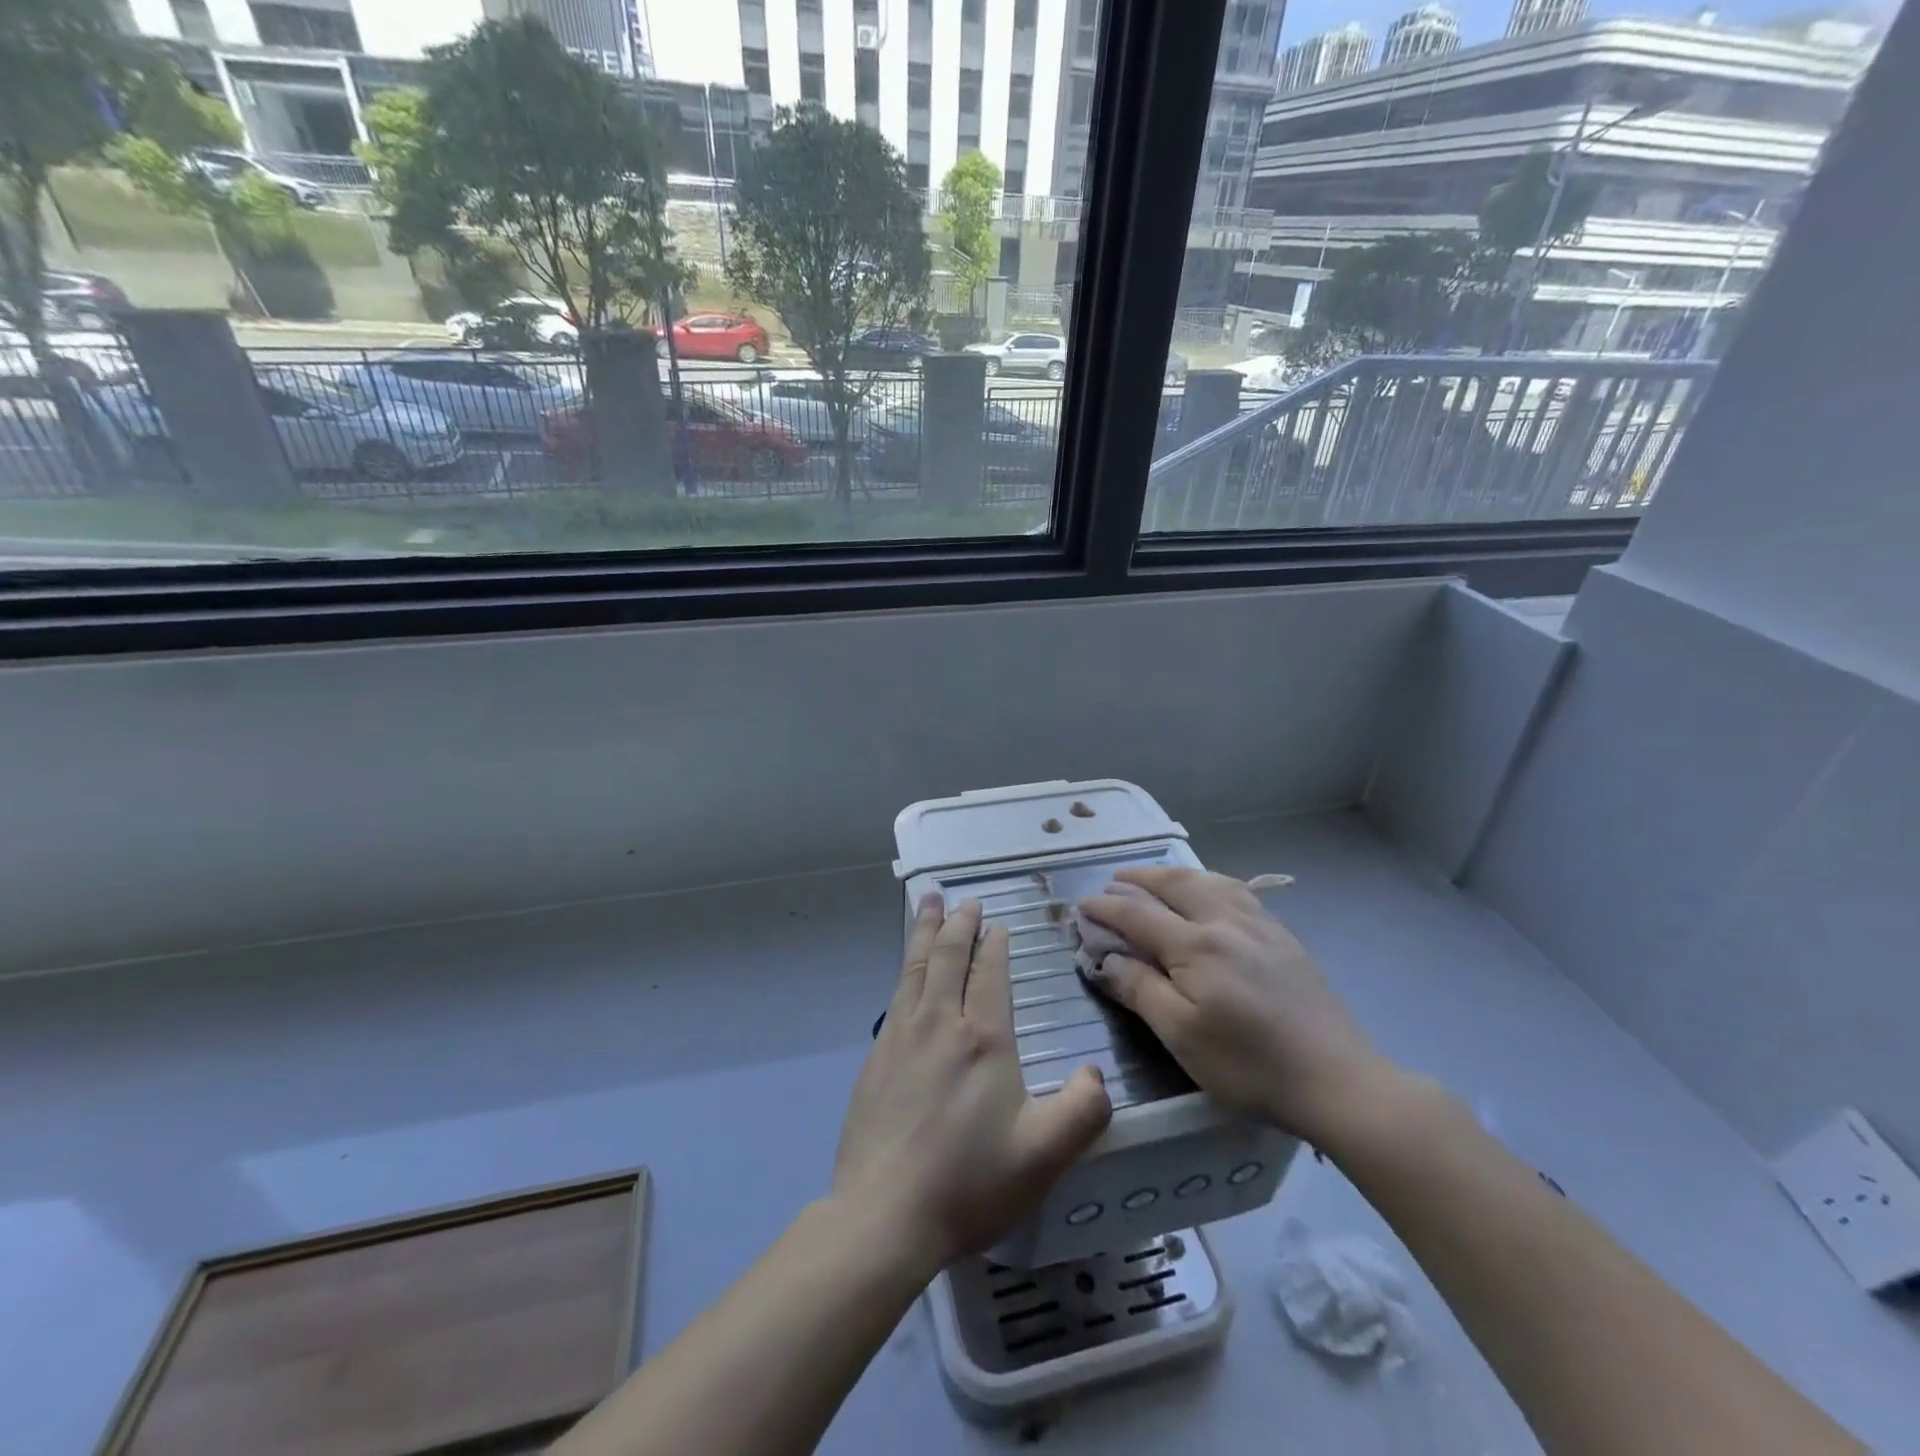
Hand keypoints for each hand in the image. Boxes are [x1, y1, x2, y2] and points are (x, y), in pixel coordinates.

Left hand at [832, 897, 1112, 1273]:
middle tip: (964, 899)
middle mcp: (939, 1023)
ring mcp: (900, 1037)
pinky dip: (906, 967)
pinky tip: (907, 972)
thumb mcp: (1045, 1156)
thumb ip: (1083, 1110)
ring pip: (915, 967)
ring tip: (927, 903)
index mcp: (983, 1039)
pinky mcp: (875, 1058)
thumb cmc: (970, 1183)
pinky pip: (896, 994)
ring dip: (924, 930)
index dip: (995, 946)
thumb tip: (1096, 1072)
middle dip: (958, 923)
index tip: (998, 926)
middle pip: (947, 956)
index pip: (990, 974)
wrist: (883, 1215)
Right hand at [1079, 868, 1384, 1144]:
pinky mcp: (1284, 938)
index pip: (1138, 914)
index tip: (1081, 906)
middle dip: (1138, 879)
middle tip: (1113, 880)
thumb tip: (1106, 957)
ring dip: (1175, 875)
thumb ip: (1140, 989)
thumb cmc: (1249, 1065)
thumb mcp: (1181, 1035)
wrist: (1337, 1080)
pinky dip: (1211, 882)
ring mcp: (1260, 926)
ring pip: (1209, 881)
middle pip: (1175, 885)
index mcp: (1196, 945)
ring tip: (1157, 878)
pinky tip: (1213, 892)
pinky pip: (1239, 892)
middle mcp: (1225, 922)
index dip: (1105, 908)